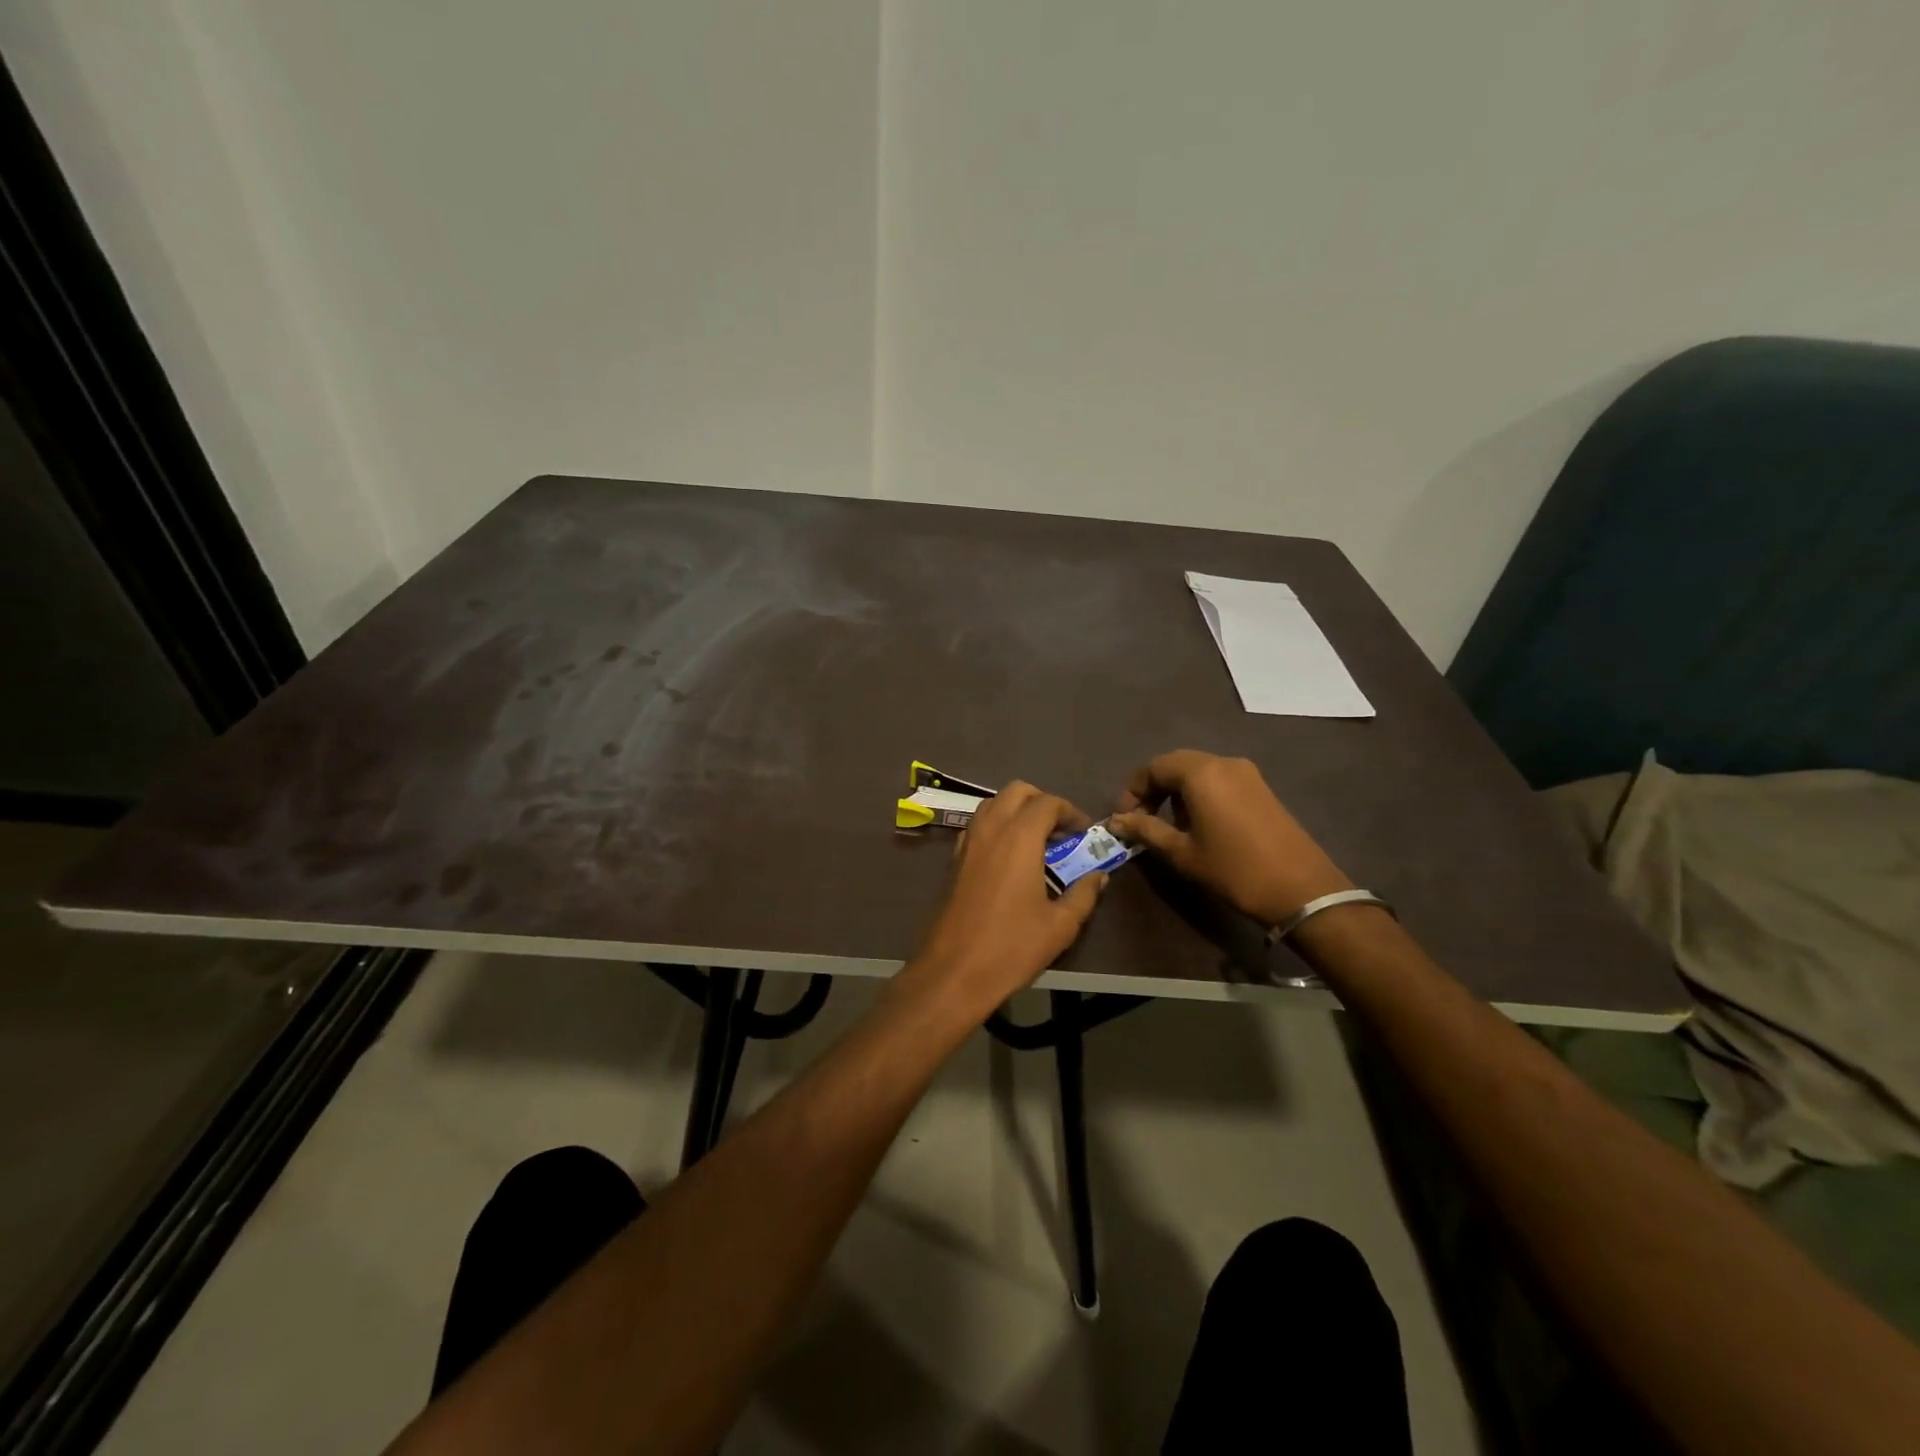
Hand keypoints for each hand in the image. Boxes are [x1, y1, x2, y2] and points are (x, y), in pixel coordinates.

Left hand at [909, 782, 1107, 1012]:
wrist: (953, 972)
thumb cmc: (1012, 947)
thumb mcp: (1060, 926)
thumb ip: (1083, 894)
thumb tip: (1099, 876)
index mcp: (1019, 837)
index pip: (1048, 803)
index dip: (1070, 812)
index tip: (1084, 833)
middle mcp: (989, 829)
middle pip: (1017, 791)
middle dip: (1042, 802)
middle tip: (1060, 833)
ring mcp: (966, 843)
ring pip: (992, 804)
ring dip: (1016, 811)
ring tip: (1036, 843)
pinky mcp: (953, 860)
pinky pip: (977, 826)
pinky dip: (996, 827)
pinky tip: (1009, 859)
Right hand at [1110, 751, 1351, 926]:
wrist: (1301, 890)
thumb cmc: (1233, 870)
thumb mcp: (1182, 852)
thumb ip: (1146, 830)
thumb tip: (1118, 820)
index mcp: (1201, 773)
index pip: (1154, 768)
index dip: (1133, 791)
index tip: (1124, 819)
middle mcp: (1223, 762)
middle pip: (1176, 765)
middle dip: (1153, 789)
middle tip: (1141, 820)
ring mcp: (1247, 773)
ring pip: (1198, 771)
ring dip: (1176, 792)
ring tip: (1169, 826)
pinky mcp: (1261, 788)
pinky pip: (1219, 780)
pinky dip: (1200, 794)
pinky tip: (1199, 825)